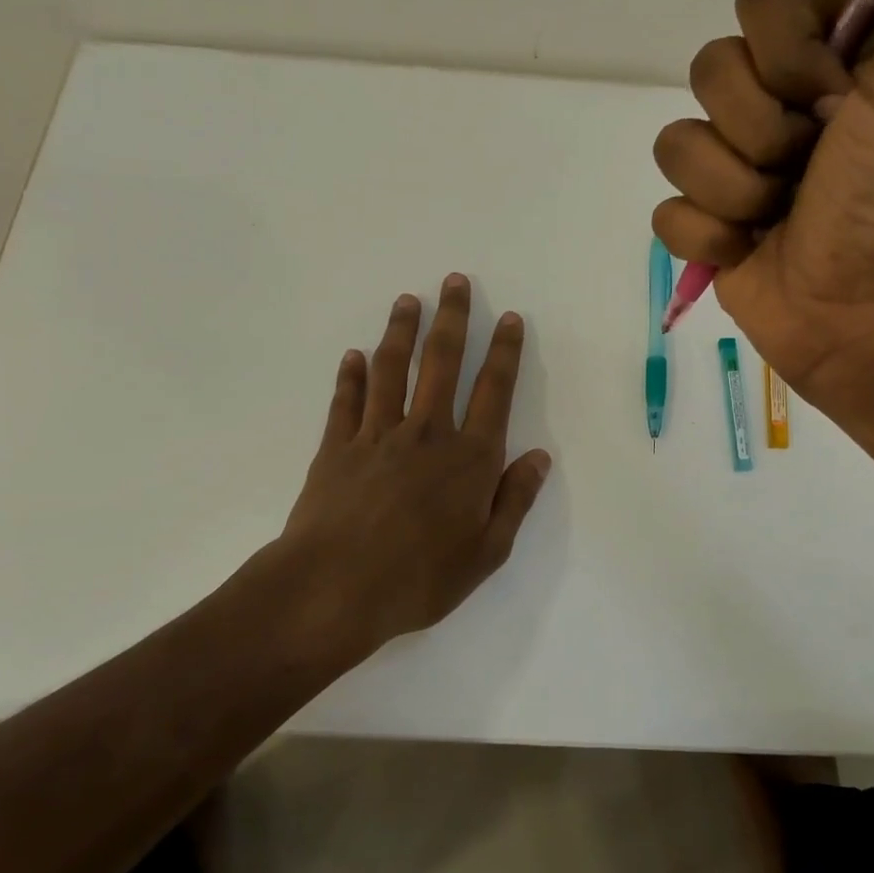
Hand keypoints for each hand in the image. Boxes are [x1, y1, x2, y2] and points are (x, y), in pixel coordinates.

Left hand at [272, 274, 552, 654]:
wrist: (334, 590)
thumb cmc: (419, 578)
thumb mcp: (487, 552)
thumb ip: (514, 499)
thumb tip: (539, 457)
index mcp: (469, 458)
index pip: (494, 391)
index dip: (505, 352)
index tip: (510, 319)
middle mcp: (426, 433)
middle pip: (442, 363)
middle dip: (453, 319)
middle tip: (455, 281)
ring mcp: (377, 436)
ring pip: (392, 370)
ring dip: (401, 332)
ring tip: (408, 301)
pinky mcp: (337, 448)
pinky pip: (347, 401)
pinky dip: (351, 376)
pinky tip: (354, 356)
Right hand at [651, 0, 873, 404]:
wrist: (867, 308)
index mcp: (824, 58)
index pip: (759, 0)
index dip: (788, 51)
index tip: (836, 100)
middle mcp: (771, 104)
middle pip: (707, 70)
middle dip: (762, 129)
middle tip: (809, 167)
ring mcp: (731, 168)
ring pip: (676, 145)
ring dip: (737, 189)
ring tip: (780, 216)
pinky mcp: (703, 226)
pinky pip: (667, 213)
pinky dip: (711, 237)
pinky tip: (748, 250)